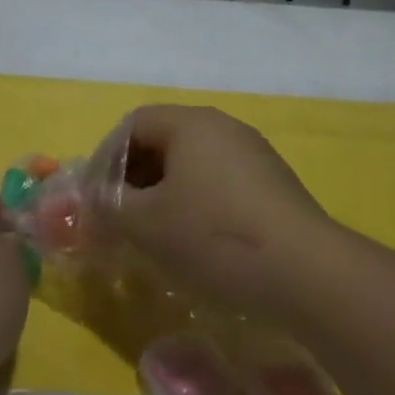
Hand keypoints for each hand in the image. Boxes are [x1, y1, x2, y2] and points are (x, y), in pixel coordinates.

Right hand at [102, 106, 346, 316]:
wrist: (305, 271)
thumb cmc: (213, 235)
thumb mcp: (145, 224)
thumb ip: (108, 206)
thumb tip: (89, 201)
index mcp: (190, 123)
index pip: (133, 124)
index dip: (106, 158)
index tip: (97, 197)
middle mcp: (223, 127)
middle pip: (163, 141)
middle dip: (134, 177)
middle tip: (120, 217)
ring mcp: (253, 154)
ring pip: (192, 165)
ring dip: (164, 193)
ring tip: (154, 234)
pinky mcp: (273, 184)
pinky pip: (220, 183)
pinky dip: (197, 204)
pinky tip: (196, 242)